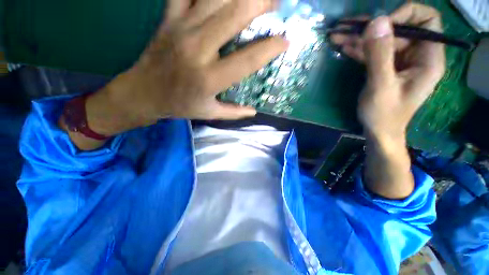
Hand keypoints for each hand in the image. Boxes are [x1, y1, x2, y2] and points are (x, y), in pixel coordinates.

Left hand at [63, 0, 287, 150]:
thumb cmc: (180, 105)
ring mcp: (181, 28)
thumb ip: (234, 113)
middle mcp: (197, 49)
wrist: (144, 93)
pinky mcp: (169, 18)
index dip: (269, 49)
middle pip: (234, 14)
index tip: (285, 41)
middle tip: (277, 4)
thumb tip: (254, 112)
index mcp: (209, 79)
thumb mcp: (210, 113)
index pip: (247, 60)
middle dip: (261, 3)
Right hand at [332, 3, 445, 142]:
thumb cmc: (383, 115)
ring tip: (336, 35)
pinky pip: (373, 52)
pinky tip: (342, 47)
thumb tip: (377, 21)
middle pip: (398, 28)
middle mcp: (417, 55)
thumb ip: (380, 55)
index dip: (405, 15)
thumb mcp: (381, 86)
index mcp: (428, 59)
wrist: (378, 131)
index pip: (426, 21)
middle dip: (372, 26)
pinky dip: (358, 49)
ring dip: (359, 37)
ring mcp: (401, 61)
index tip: (380, 25)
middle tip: (345, 27)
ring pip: (382, 39)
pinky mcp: (386, 67)